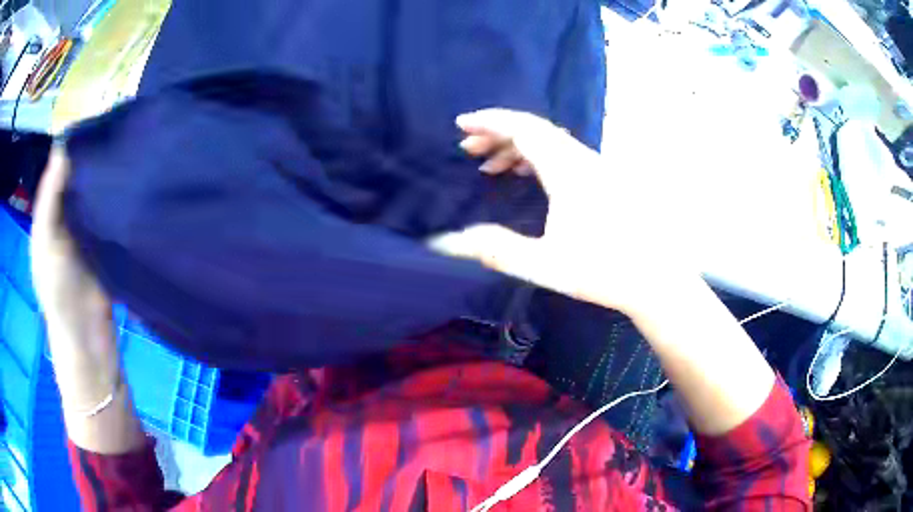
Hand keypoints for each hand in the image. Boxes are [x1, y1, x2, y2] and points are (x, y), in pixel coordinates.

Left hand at [31, 147, 115, 364]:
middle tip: (119, 128)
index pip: (62, 166)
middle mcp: (68, 212)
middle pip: (81, 174)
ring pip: (98, 189)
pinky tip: (134, 178)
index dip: (75, 142)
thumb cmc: (59, 291)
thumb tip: (64, 143)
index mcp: (51, 210)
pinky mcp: (109, 238)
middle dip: (96, 153)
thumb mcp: (45, 240)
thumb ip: (50, 196)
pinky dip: (120, 194)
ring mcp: (89, 225)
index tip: (97, 119)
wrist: (88, 337)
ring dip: (109, 172)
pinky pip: (112, 209)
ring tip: (130, 146)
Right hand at [431, 109, 687, 315]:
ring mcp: (595, 167)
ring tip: (490, 165)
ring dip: (515, 146)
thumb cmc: (603, 271)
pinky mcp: (602, 178)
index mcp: (568, 171)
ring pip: (549, 141)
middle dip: (497, 133)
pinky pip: (562, 153)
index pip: (523, 129)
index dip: (489, 122)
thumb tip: (446, 242)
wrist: (654, 279)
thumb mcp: (544, 264)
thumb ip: (495, 250)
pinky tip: (525, 174)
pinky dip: (536, 156)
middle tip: (467, 148)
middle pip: (535, 129)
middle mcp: (582, 160)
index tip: (461, 125)